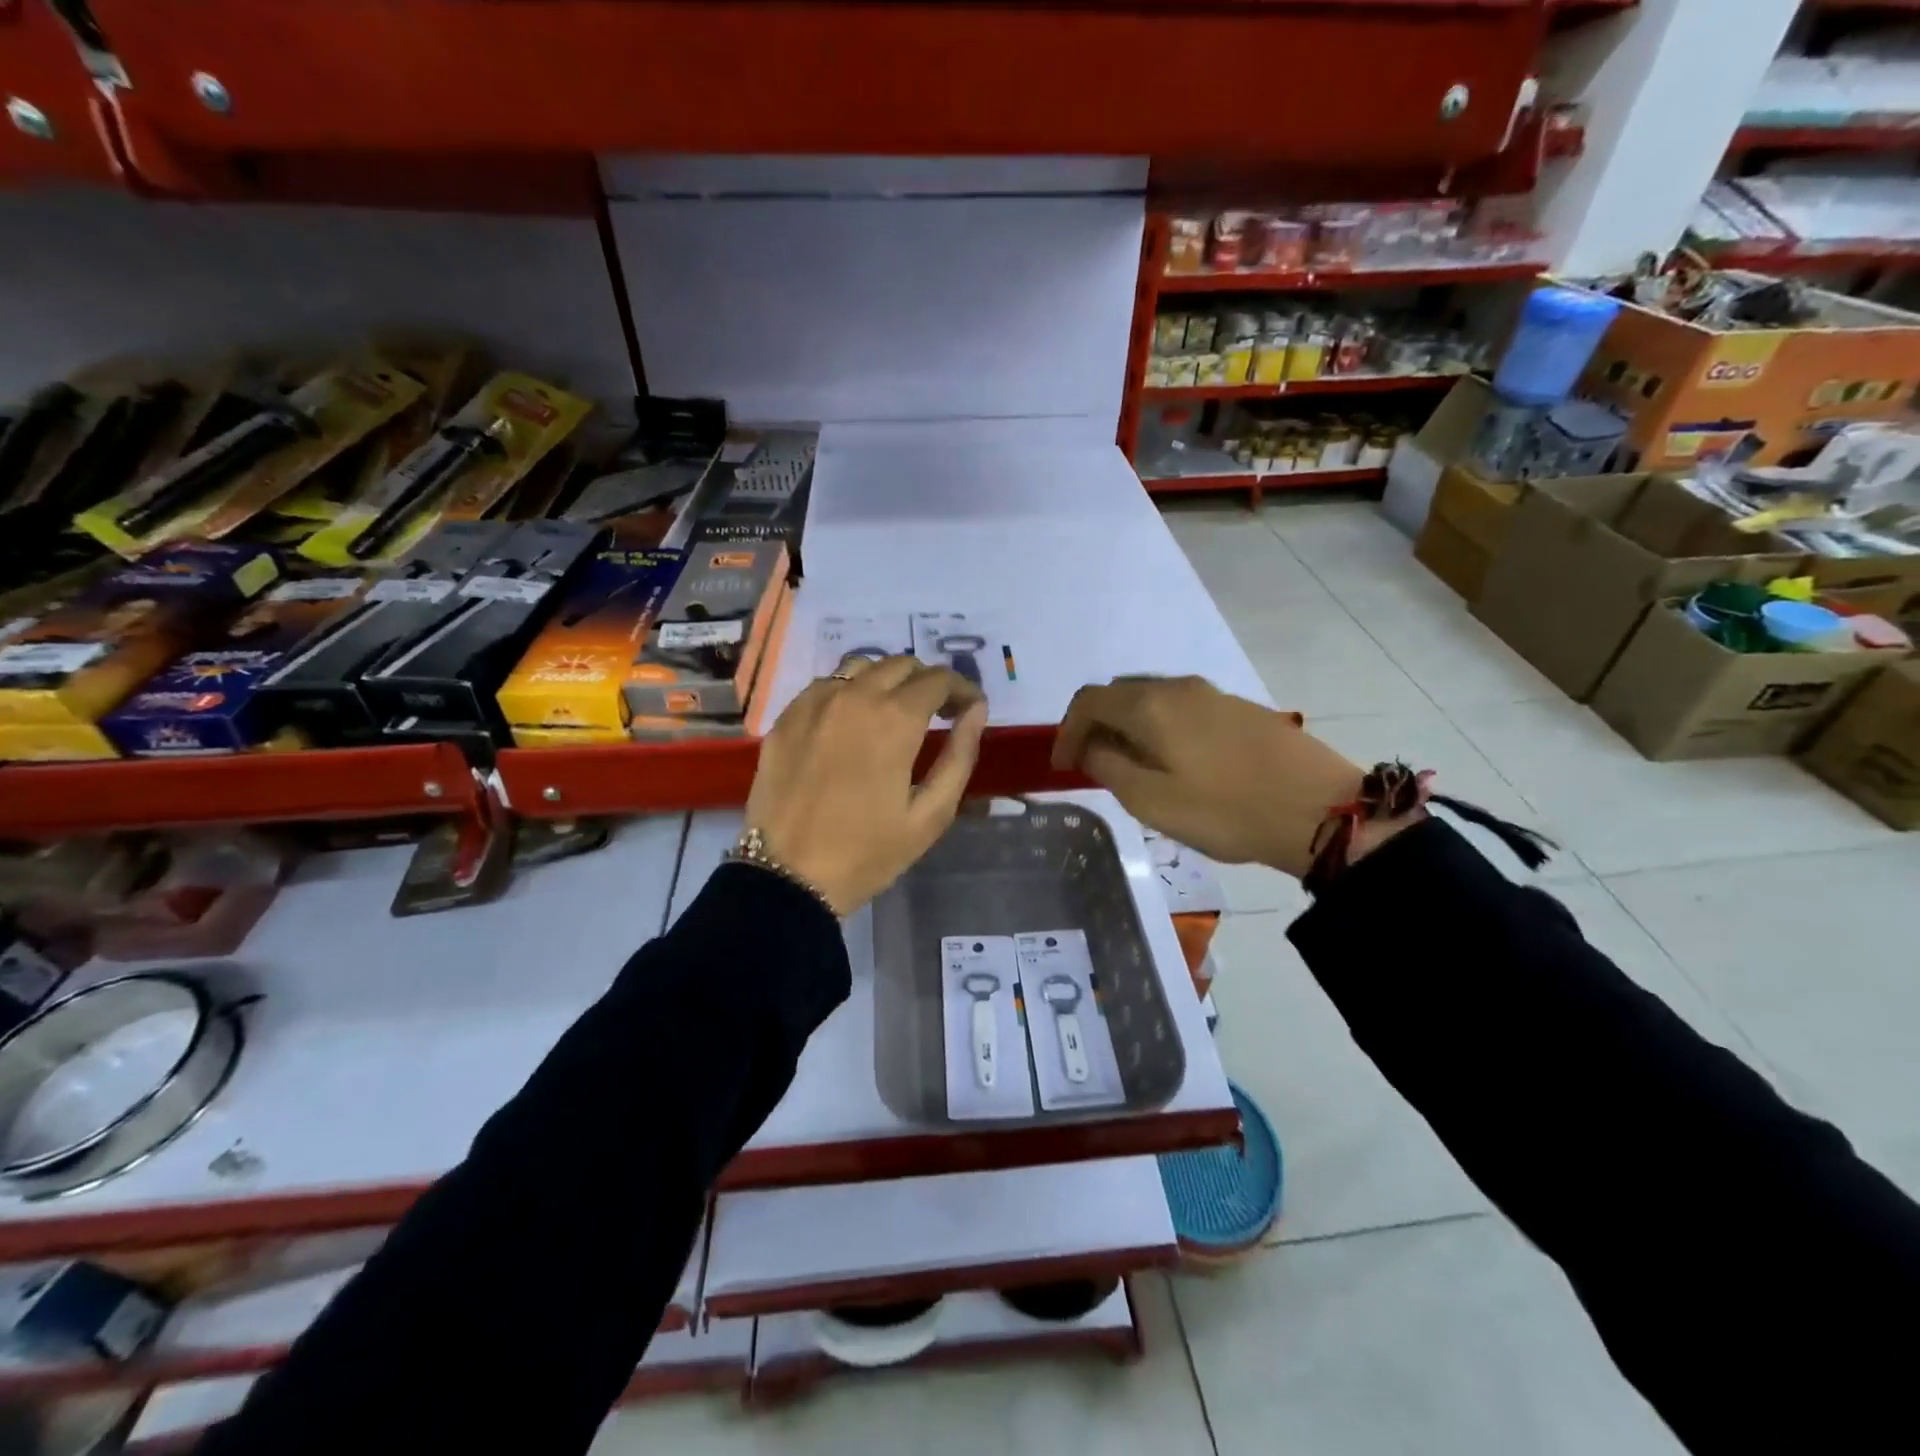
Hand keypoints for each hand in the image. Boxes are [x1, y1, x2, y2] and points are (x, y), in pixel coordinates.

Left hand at [745, 656, 987, 915]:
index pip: (939, 679)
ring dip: (886, 681)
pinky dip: (848, 692)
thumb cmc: (867, 852)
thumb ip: (959, 755)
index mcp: (894, 718)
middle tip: (937, 714)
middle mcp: (854, 696)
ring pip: (860, 667)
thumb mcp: (930, 814)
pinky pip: (825, 685)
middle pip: (901, 665)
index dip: (962, 689)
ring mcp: (814, 703)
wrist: (787, 877)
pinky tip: (850, 723)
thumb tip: (976, 710)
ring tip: (893, 713)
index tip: (970, 709)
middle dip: (927, 683)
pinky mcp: (786, 718)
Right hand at [1052, 676, 1364, 878]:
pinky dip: (1159, 727)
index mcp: (1150, 705)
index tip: (1063, 767)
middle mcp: (1178, 687)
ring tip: (1129, 765)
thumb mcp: (1151, 800)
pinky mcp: (1239, 708)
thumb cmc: (1225, 810)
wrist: (1319, 809)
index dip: (1067, 731)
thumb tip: (1093, 747)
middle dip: (1095, 725)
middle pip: (1119, 693)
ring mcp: (1213, 694)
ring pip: (1151, 699)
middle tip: (1090, 764)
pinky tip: (1172, 760)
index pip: (1088, 701)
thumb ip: (1110, 767)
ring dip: (1128, 726)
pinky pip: (1180, 708)